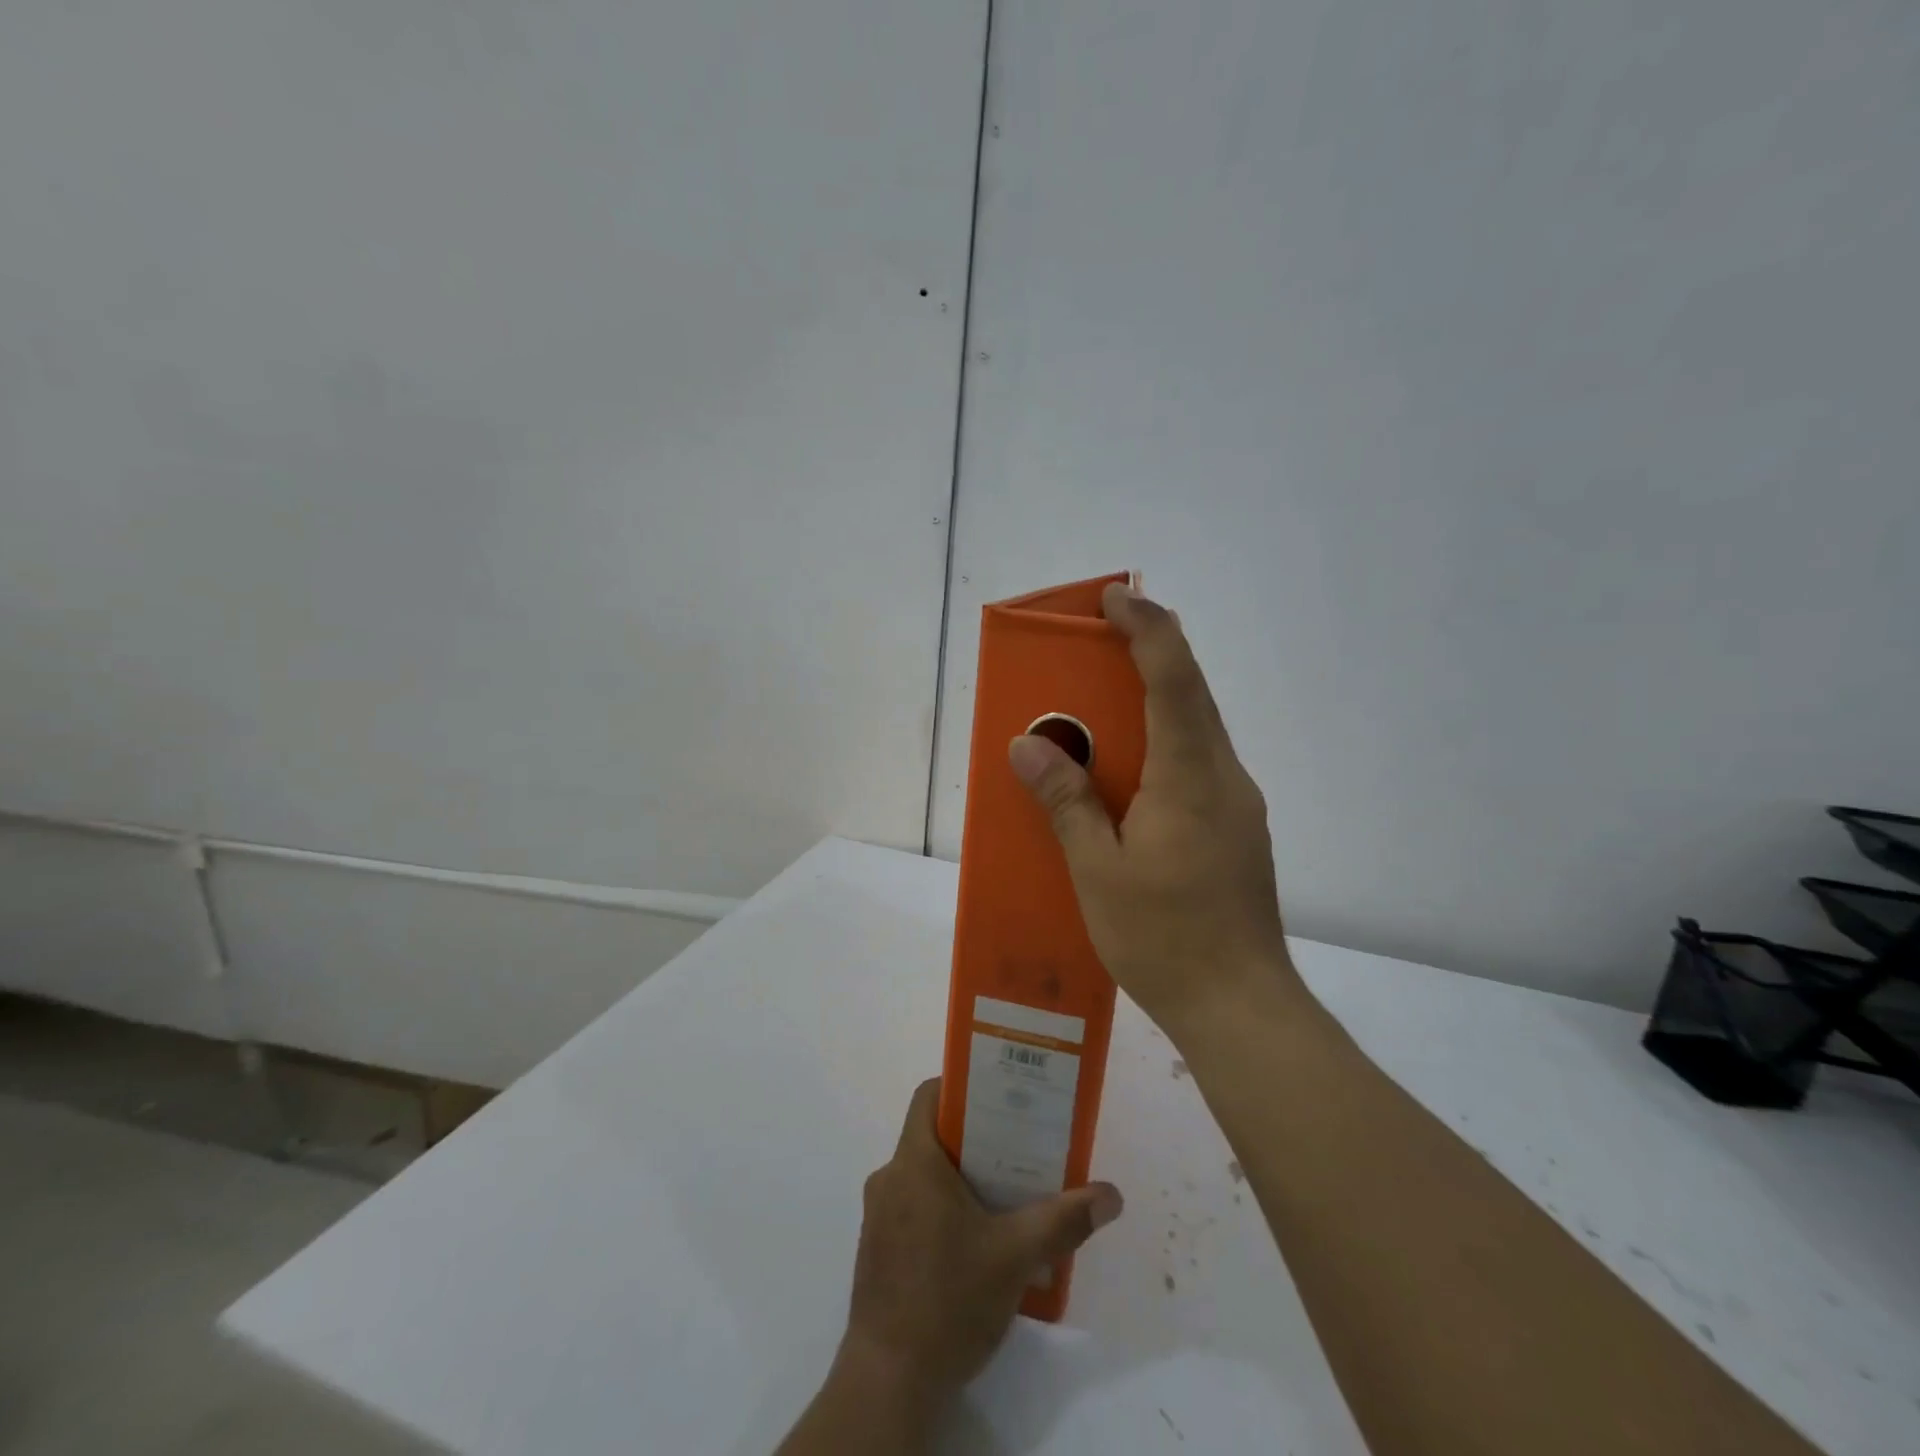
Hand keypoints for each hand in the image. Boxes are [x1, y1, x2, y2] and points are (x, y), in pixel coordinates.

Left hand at [838, 1078, 1122, 1410]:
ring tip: (1006, 1196)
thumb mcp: (1015, 1256)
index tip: (1000, 1097)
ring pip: (924, 1176)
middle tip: (1019, 1148)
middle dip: (976, 1139)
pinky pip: (914, 1208)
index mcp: (913, 1162)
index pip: (929, 1096)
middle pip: (933, 1136)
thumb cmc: (948, 1300)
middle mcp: (890, 1178)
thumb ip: (1063, 1220)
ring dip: (962, 1179)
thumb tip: (1110, 1194)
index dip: (962, 1087)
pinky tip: (978, 1243)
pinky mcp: (879, 1250)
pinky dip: (944, 1210)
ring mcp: (879, 1216)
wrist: (889, 1382)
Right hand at [1008, 583, 1297, 1029]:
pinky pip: (1196, 768)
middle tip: (1096, 646)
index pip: (1175, 677)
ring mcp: (1237, 806)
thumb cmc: (1164, 937)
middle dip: (1146, 657)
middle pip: (1190, 695)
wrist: (1240, 1006)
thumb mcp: (1097, 870)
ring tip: (1101, 713)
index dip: (1147, 629)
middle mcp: (1224, 777)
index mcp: (1192, 775)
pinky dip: (1161, 748)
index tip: (1115, 598)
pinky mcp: (1235, 831)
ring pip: (1195, 733)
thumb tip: (1027, 747)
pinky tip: (1127, 781)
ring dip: (1153, 705)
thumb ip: (1066, 802)